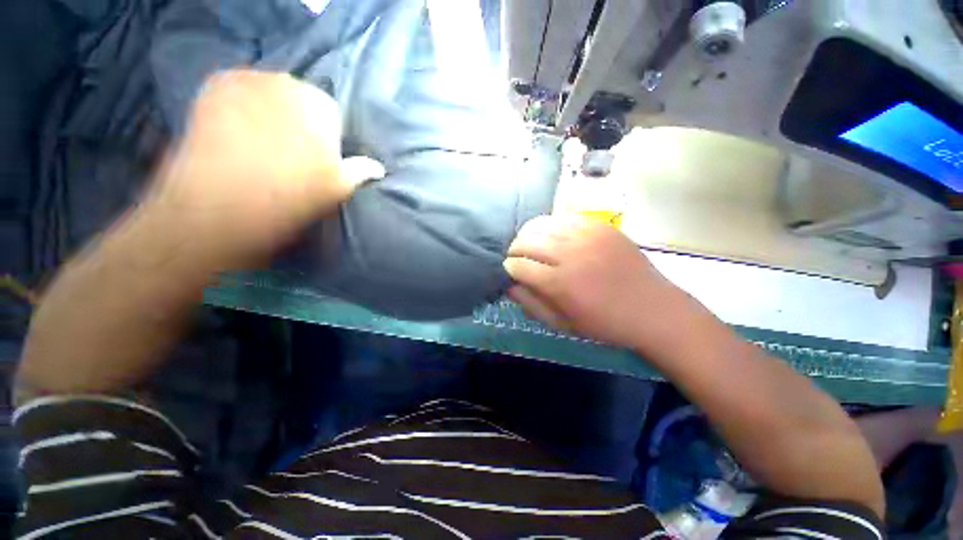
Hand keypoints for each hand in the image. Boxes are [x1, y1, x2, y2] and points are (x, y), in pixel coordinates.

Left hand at [145, 69, 383, 266]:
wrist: (220, 208)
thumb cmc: (290, 197)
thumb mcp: (337, 188)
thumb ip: (361, 171)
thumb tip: (379, 168)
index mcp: (320, 106)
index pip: (332, 115)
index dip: (328, 139)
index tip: (319, 161)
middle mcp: (284, 82)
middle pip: (300, 100)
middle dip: (299, 122)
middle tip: (290, 154)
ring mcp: (245, 80)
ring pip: (269, 94)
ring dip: (270, 113)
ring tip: (261, 145)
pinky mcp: (213, 87)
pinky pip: (238, 92)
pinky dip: (241, 107)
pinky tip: (237, 133)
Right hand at [504, 216, 697, 352]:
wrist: (652, 309)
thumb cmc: (604, 323)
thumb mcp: (562, 324)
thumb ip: (531, 304)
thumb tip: (509, 285)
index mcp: (559, 284)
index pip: (519, 266)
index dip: (508, 268)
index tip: (509, 271)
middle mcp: (570, 254)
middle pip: (526, 241)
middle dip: (514, 249)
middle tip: (516, 257)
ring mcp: (586, 236)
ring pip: (542, 225)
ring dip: (528, 234)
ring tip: (529, 244)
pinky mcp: (600, 226)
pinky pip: (564, 217)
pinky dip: (550, 225)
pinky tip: (552, 235)